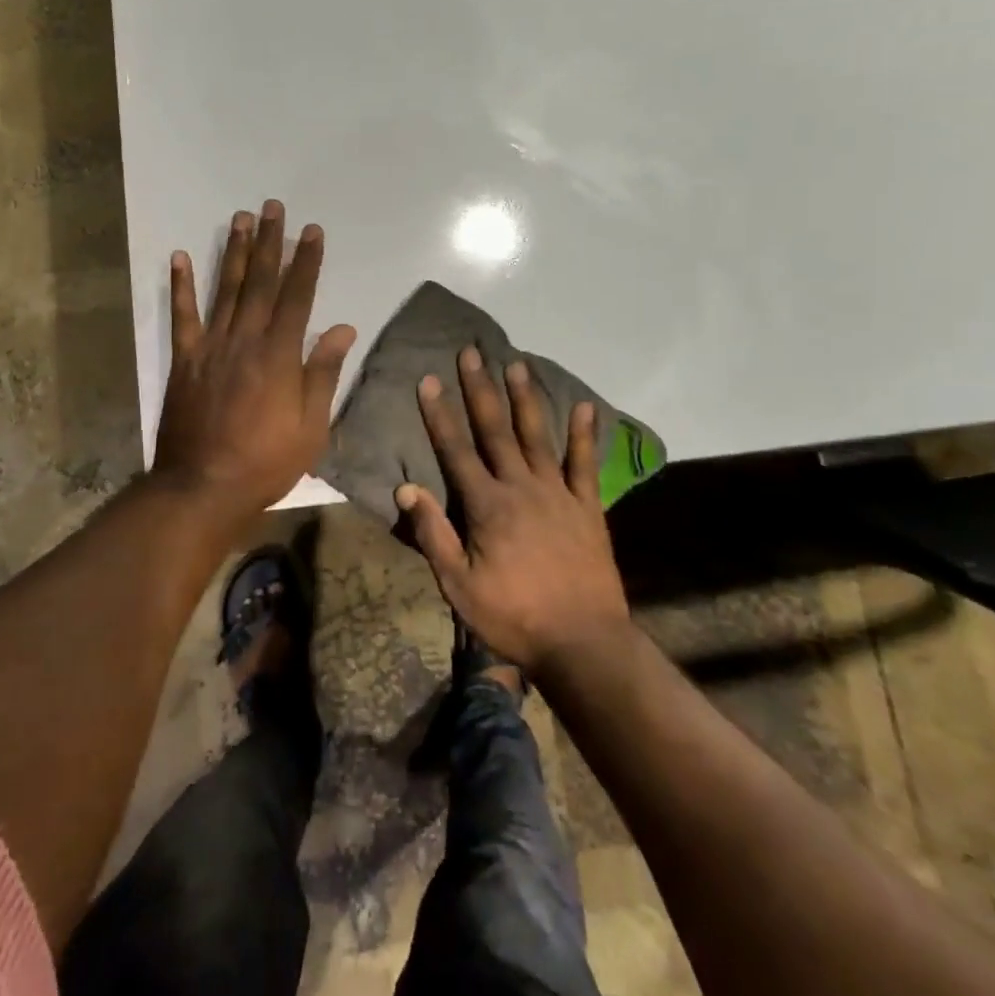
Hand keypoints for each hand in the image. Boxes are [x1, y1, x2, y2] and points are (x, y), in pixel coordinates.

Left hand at [153, 199, 357, 515]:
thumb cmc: (266, 462)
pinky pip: (182, 316)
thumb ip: (323, 373)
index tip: (312, 231)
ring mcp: (211, 347)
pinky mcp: (185, 360)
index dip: (307, 261)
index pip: (298, 297)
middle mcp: (245, 340)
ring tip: (239, 218)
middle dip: (270, 242)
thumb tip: (342, 328)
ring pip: (225, 290)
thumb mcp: (312, 427)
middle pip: (261, 282)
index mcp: (279, 355)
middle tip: (272, 207)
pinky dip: (180, 286)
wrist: (203, 487)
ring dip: (234, 252)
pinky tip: (179, 257)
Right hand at [395, 348, 632, 675]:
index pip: (456, 449)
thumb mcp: (459, 586)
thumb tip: (407, 489)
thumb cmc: (513, 616)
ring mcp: (557, 493)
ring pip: (537, 435)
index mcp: (486, 505)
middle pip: (495, 429)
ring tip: (516, 363)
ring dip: (525, 398)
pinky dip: (584, 434)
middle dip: (480, 389)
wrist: (582, 643)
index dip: (440, 414)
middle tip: (472, 353)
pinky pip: (585, 463)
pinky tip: (584, 406)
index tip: (428, 379)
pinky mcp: (587, 506)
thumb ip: (434, 535)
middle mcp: (521, 487)